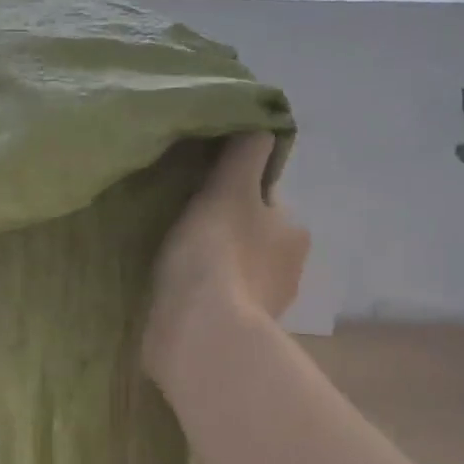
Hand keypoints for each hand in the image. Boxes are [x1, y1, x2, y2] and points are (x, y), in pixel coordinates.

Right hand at [143, 133, 308, 386]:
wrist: (201, 336)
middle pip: (252, 239)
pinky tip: (176, 296)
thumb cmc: (216, 254)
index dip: (235, 194)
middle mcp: (288, 271)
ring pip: (236, 274)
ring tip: (172, 264)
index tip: (201, 197)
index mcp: (292, 231)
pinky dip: (203, 300)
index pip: (265, 201)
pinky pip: (219, 306)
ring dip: (212, 270)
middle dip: (225, 234)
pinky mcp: (236, 338)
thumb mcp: (228, 190)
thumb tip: (262, 126)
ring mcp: (263, 309)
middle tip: (181, 230)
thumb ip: (243, 157)